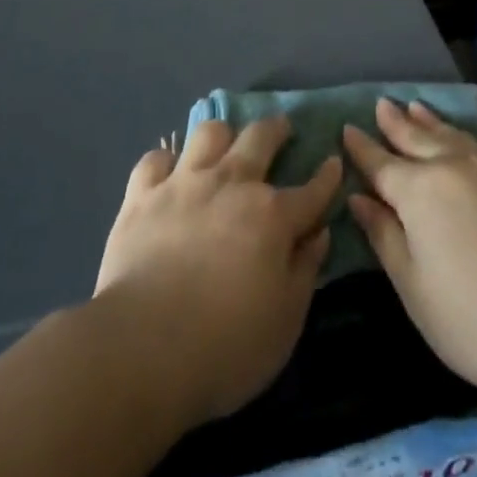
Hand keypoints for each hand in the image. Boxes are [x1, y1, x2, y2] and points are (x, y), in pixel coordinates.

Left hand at [95, 116, 340, 424]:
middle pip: (260, 138)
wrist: (143, 347)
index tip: (334, 163)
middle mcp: (231, 183)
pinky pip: (156, 159)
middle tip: (281, 129)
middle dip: (276, 129)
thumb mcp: (285, 322)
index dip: (327, 177)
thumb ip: (304, 271)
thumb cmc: (225, 346)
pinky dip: (166, 163)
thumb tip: (318, 233)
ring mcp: (184, 183)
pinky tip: (169, 175)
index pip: (311, 189)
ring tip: (225, 144)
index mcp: (271, 216)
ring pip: (209, 133)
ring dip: (223, 135)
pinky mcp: (142, 194)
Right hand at [343, 98, 476, 402]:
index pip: (381, 163)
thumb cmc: (475, 319)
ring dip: (428, 121)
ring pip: (450, 135)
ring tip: (415, 107)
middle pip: (416, 138)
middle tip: (382, 104)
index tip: (347, 129)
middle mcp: (451, 166)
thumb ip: (384, 237)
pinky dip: (458, 134)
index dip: (362, 148)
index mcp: (418, 191)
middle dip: (395, 123)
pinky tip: (460, 138)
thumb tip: (359, 198)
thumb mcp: (414, 288)